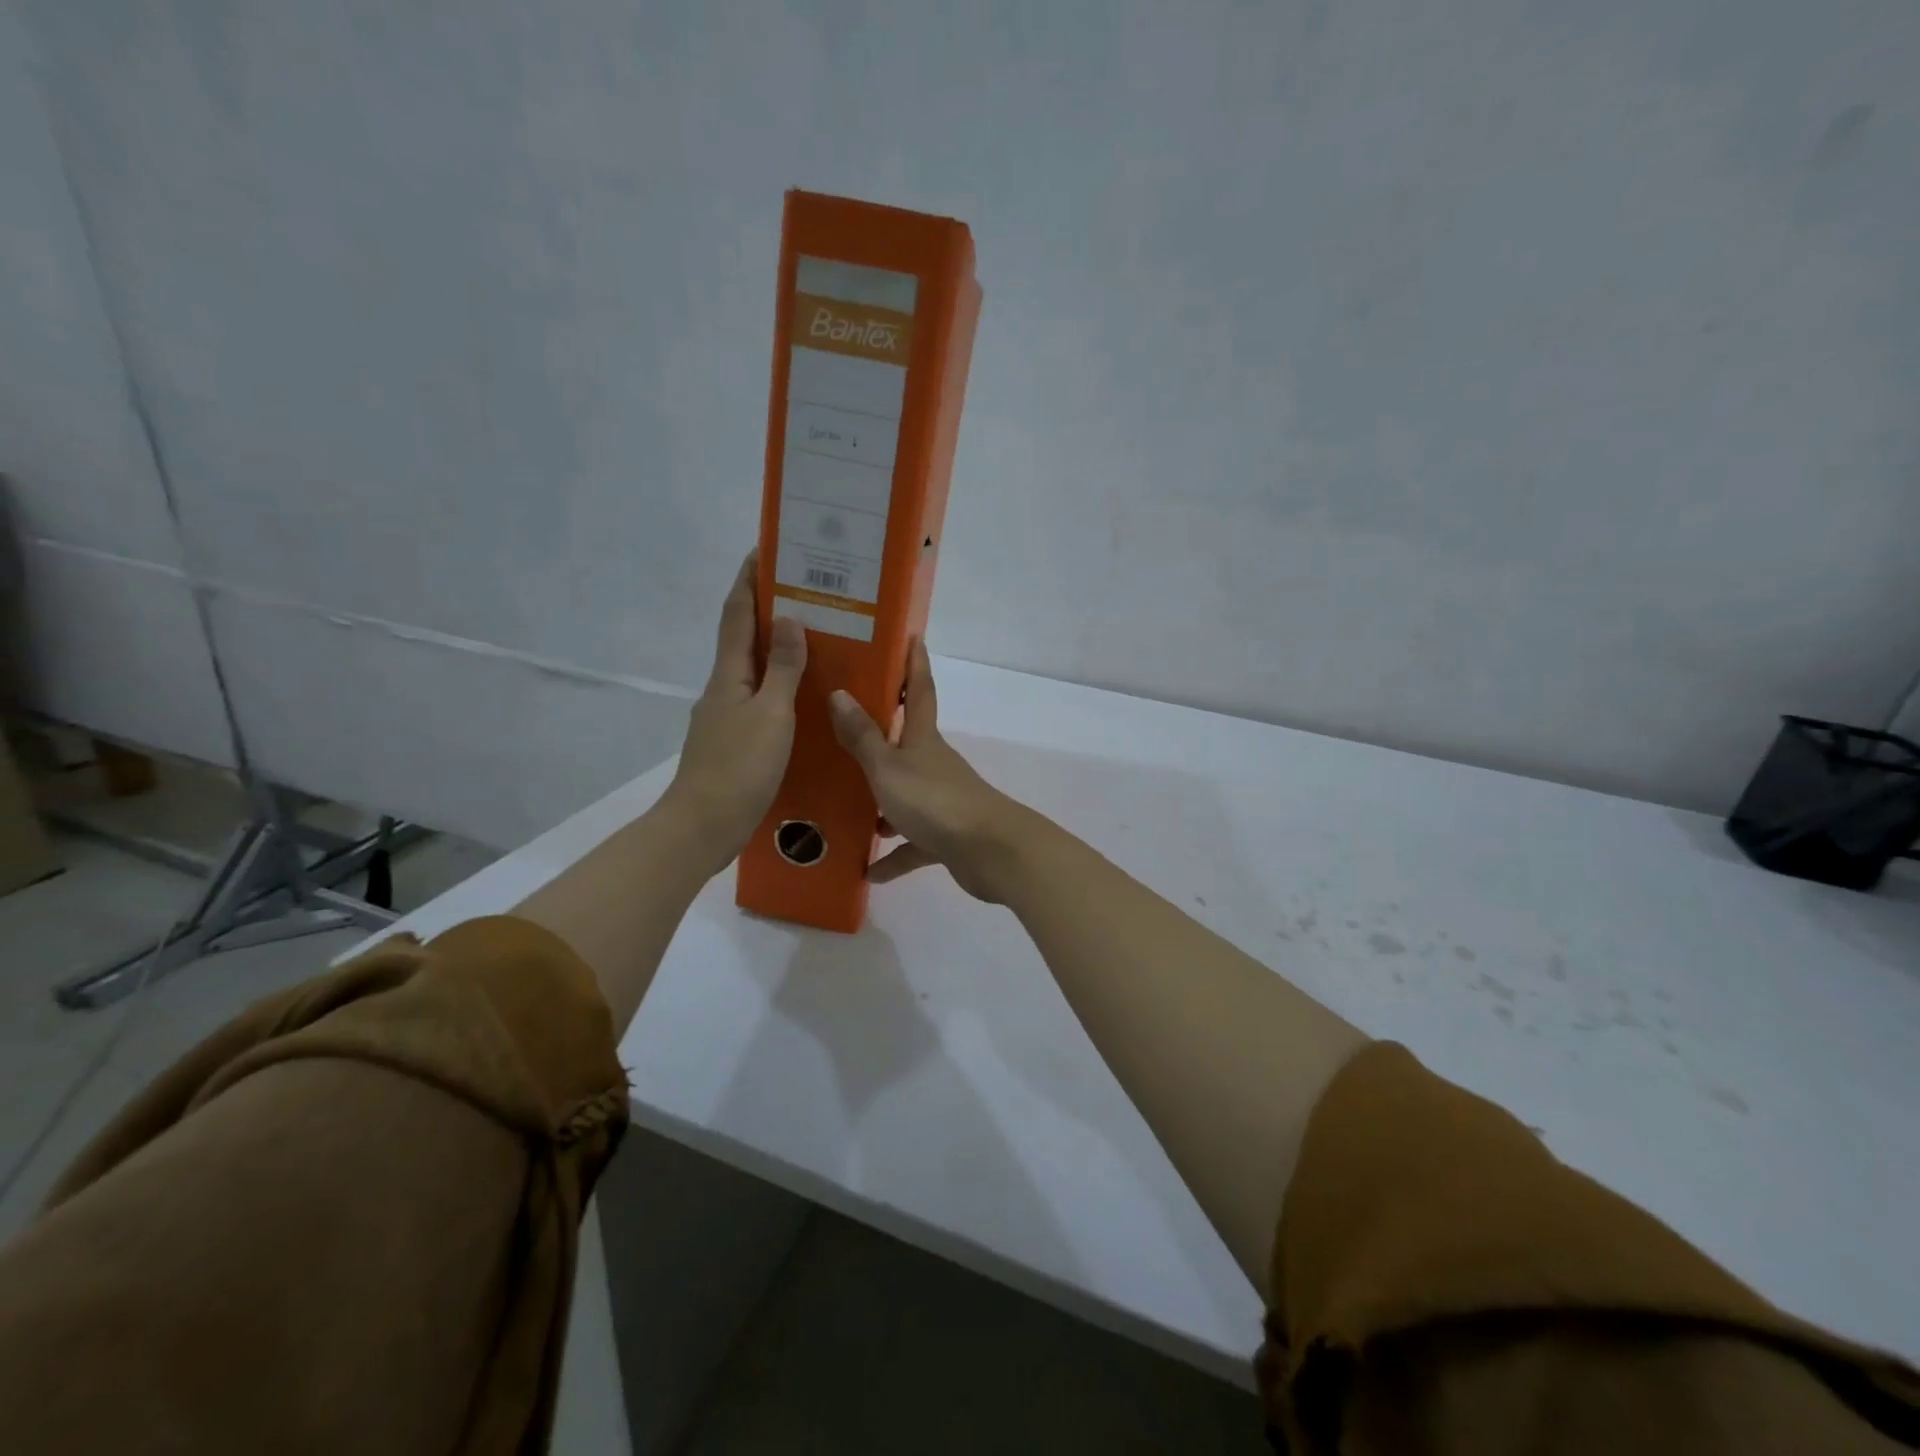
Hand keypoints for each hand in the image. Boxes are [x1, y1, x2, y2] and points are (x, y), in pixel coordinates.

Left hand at [664, 552, 806, 869]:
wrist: (703, 826)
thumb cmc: (739, 767)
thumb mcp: (771, 715)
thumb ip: (783, 668)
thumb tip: (790, 618)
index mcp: (729, 675)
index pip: (737, 614)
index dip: (749, 580)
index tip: (766, 549)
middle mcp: (723, 688)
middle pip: (743, 638)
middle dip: (767, 610)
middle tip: (806, 592)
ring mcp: (725, 717)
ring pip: (753, 671)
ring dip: (775, 649)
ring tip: (813, 639)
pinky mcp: (734, 742)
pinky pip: (759, 699)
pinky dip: (778, 685)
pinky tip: (802, 697)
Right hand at [828, 639, 1025, 902]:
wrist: (989, 852)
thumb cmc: (934, 801)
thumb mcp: (888, 769)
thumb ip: (863, 737)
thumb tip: (839, 693)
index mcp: (923, 740)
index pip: (920, 691)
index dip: (914, 664)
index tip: (913, 636)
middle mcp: (934, 765)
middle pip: (907, 743)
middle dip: (882, 735)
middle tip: (847, 728)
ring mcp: (942, 801)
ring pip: (905, 797)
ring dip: (881, 805)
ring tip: (847, 810)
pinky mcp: (946, 837)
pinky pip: (913, 845)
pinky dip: (894, 856)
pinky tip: (869, 871)